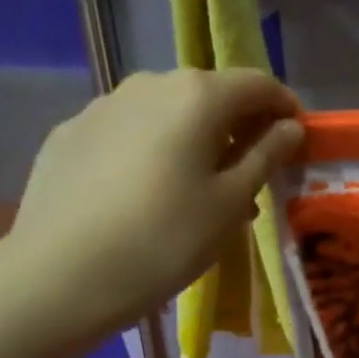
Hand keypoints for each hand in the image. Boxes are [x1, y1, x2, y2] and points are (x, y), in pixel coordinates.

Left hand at [1, 68, 302, 343]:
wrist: (62, 273)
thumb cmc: (166, 238)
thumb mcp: (231, 202)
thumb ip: (266, 156)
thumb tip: (289, 127)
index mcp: (198, 96)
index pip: (258, 84)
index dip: (284, 108)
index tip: (296, 141)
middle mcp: (149, 84)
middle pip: (210, 95)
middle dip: (238, 129)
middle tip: (250, 177)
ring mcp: (103, 106)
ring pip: (166, 114)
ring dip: (195, 142)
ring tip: (199, 193)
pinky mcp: (70, 133)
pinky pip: (129, 133)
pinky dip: (153, 152)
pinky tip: (147, 196)